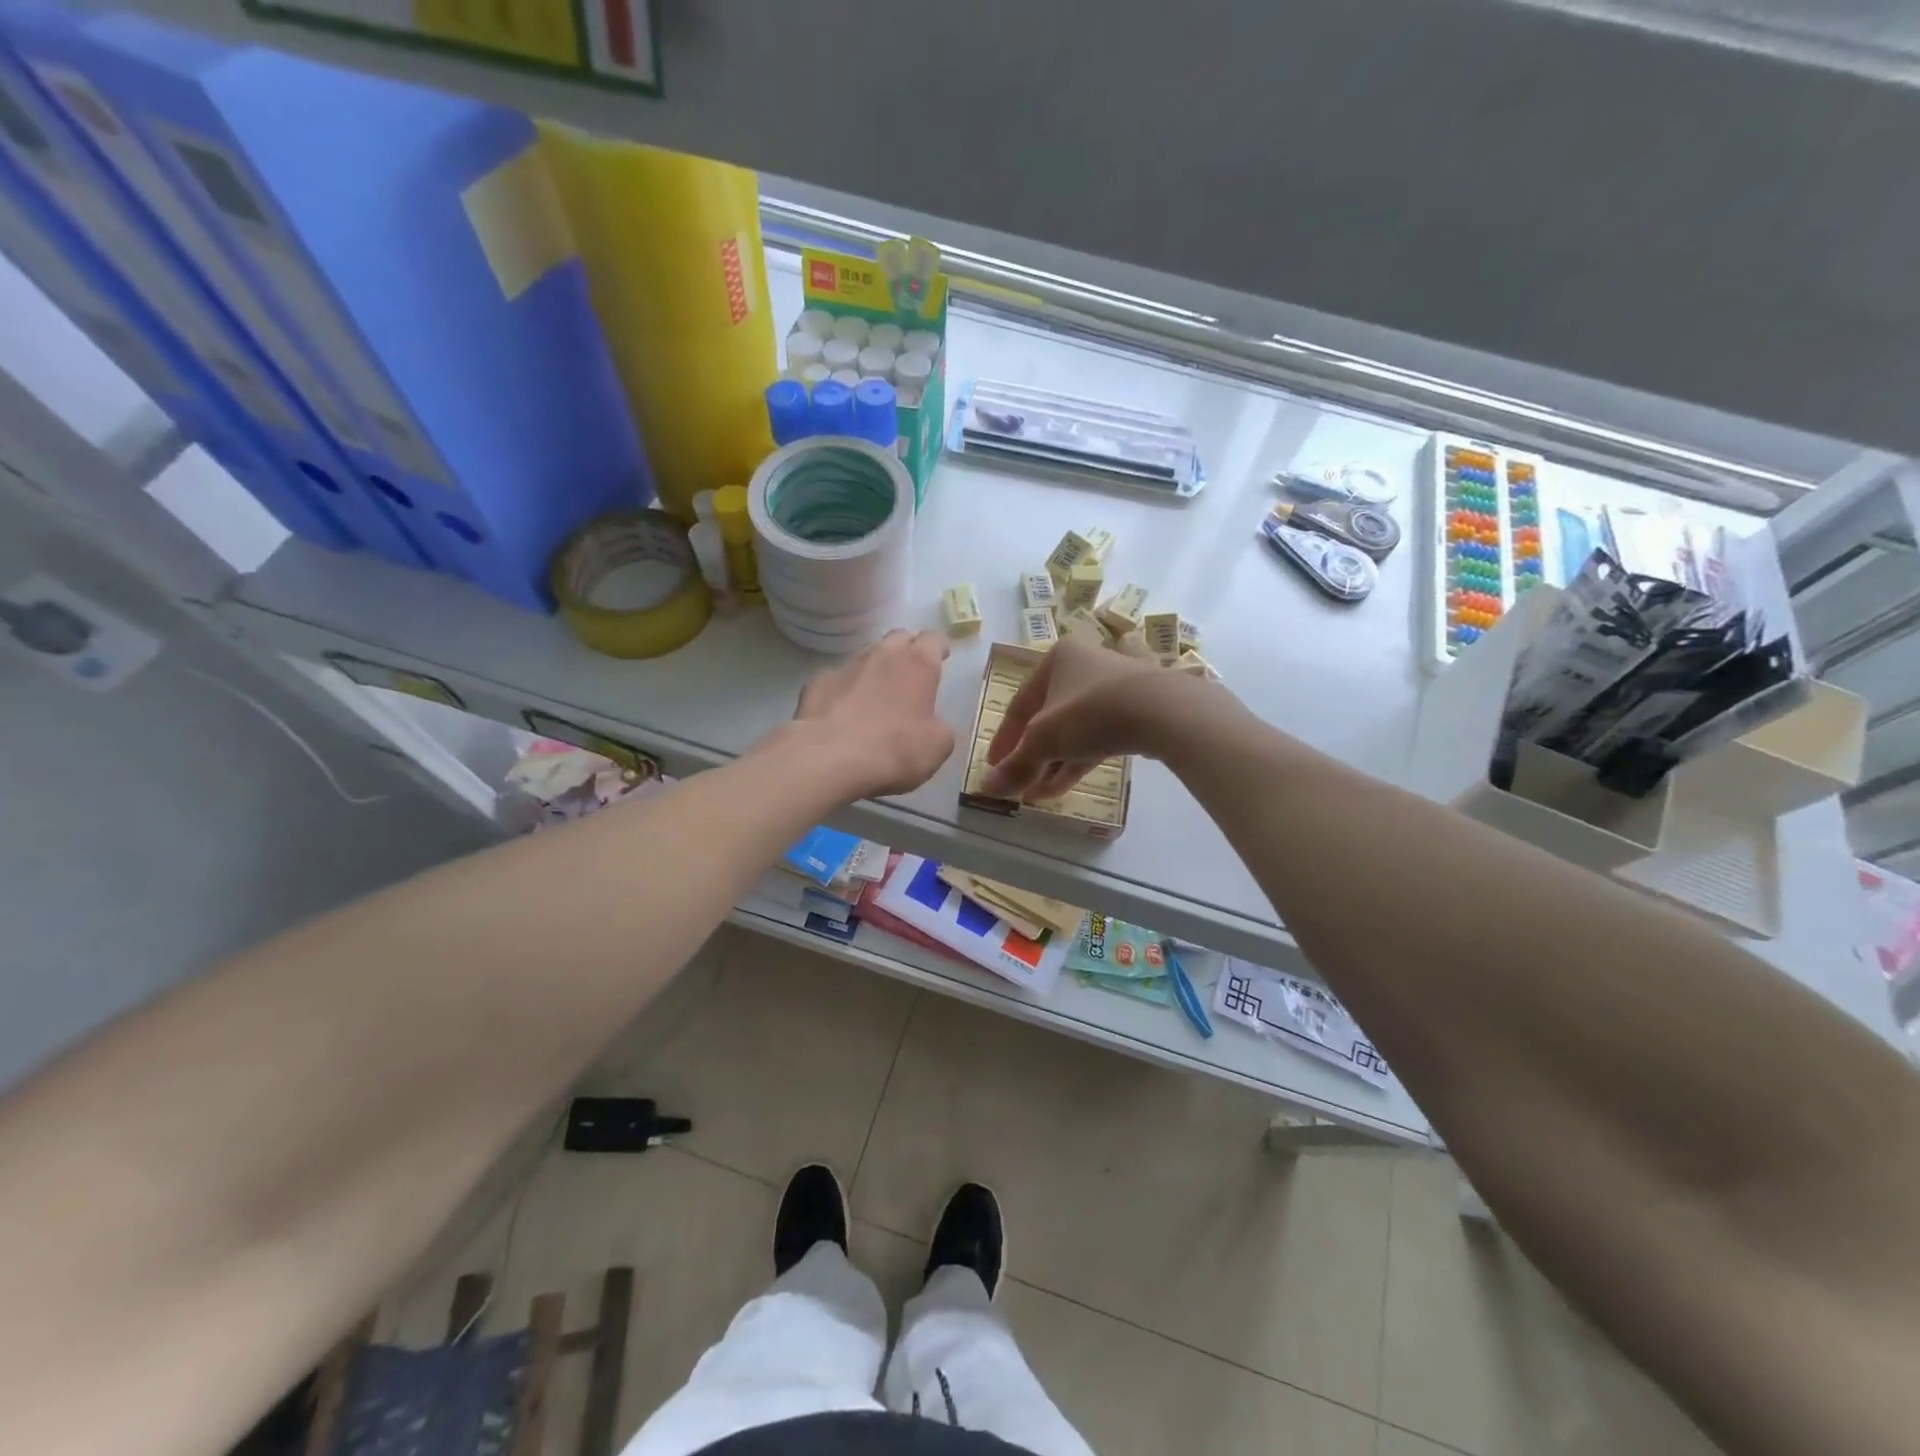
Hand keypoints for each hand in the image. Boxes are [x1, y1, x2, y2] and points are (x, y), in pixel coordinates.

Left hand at [788, 629, 955, 797]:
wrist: (830, 758)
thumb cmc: (895, 749)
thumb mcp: (937, 746)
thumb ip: (939, 727)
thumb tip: (931, 725)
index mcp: (918, 664)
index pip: (933, 639)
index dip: (939, 647)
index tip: (941, 657)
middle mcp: (882, 654)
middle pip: (898, 638)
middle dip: (907, 649)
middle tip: (911, 673)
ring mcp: (846, 666)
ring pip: (866, 657)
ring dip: (875, 670)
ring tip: (876, 695)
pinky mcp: (817, 682)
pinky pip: (837, 680)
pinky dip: (844, 691)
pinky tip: (842, 714)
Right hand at [983, 640, 1213, 800]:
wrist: (1164, 711)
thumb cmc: (1091, 713)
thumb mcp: (1045, 741)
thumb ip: (1016, 765)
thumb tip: (986, 789)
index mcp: (1057, 659)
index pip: (1019, 704)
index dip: (1003, 739)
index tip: (994, 768)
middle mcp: (1084, 666)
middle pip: (1047, 718)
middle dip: (1032, 756)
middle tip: (1019, 784)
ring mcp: (1113, 687)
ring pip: (1073, 730)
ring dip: (1053, 762)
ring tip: (1039, 793)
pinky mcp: (1136, 710)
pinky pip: (1098, 736)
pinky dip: (1078, 759)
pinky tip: (1063, 786)